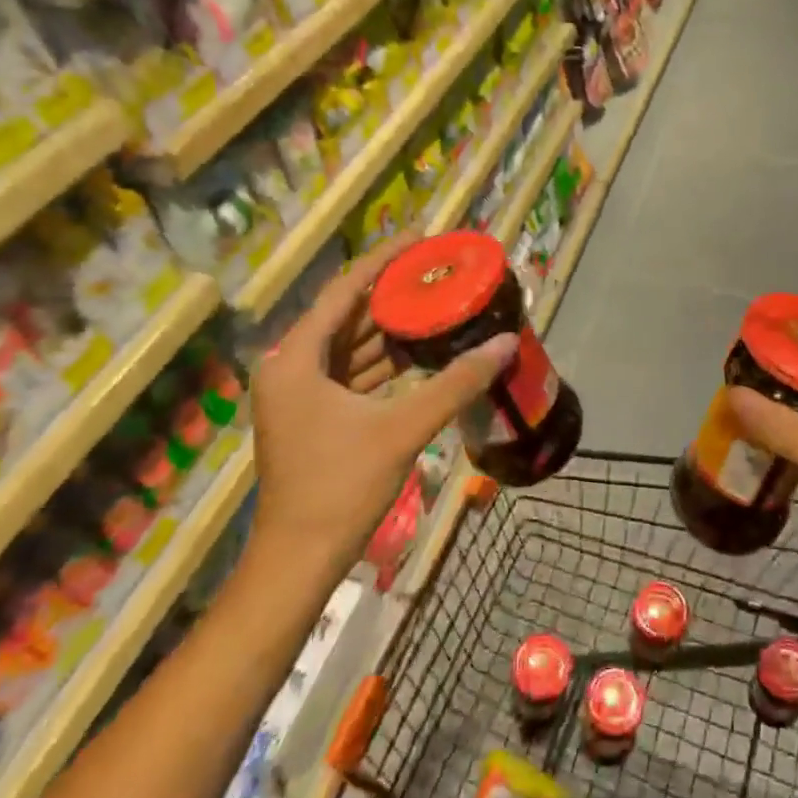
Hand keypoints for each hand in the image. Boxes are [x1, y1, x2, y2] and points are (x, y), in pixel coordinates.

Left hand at [246, 235, 516, 573]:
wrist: (299, 560)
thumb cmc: (340, 487)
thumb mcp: (402, 429)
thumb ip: (456, 383)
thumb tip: (505, 344)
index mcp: (297, 358)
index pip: (344, 291)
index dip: (384, 260)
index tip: (421, 237)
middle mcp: (292, 366)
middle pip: (349, 315)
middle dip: (394, 294)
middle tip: (439, 271)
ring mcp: (301, 392)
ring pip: (352, 345)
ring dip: (392, 328)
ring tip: (438, 303)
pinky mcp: (315, 414)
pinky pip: (353, 372)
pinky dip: (385, 361)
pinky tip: (423, 351)